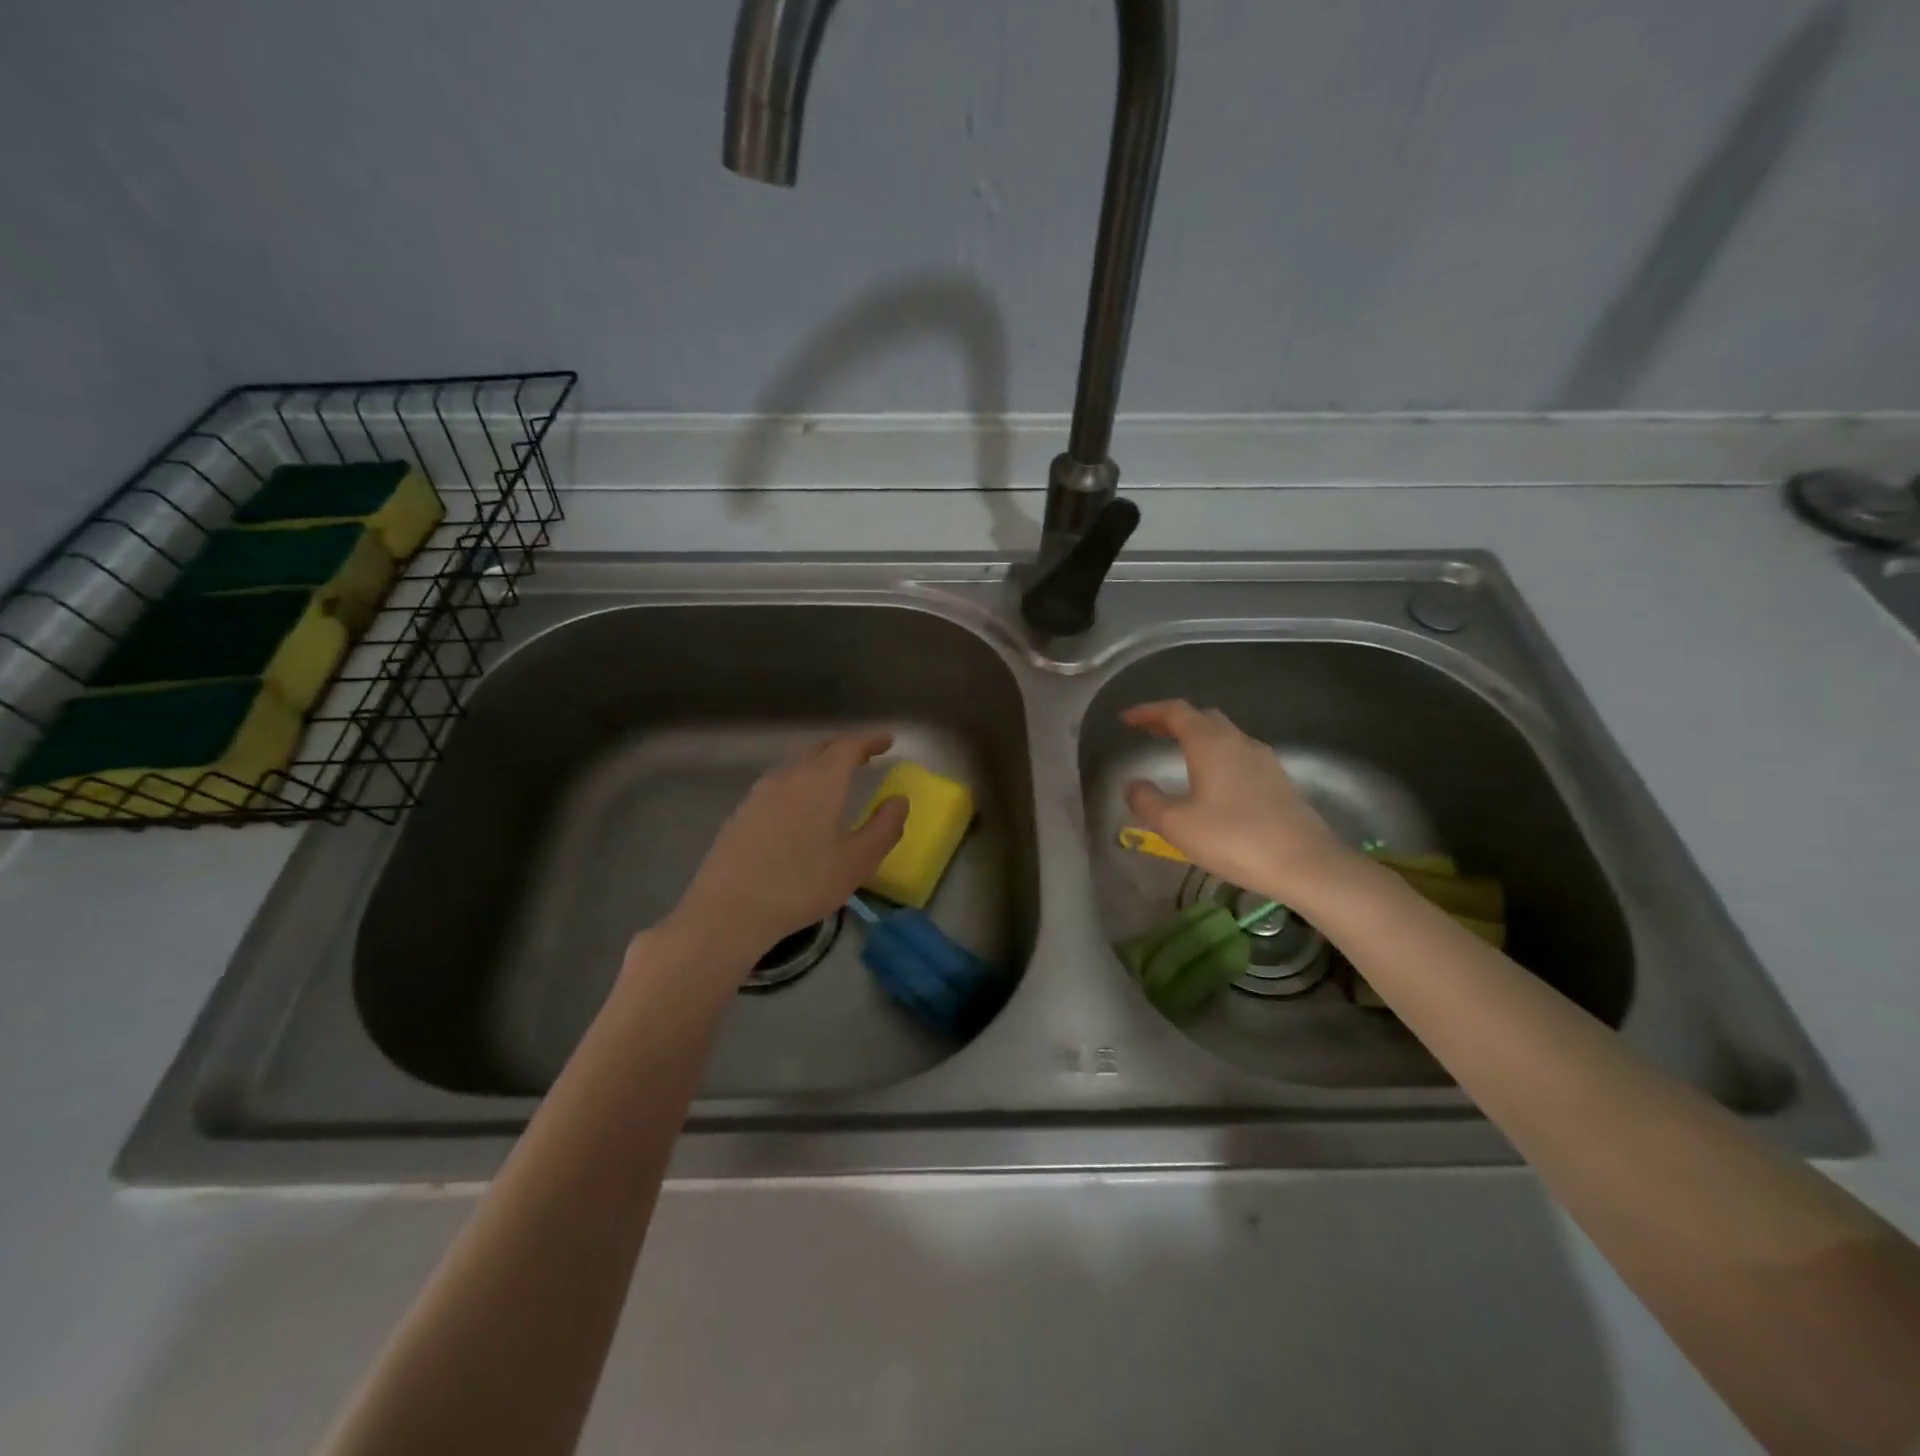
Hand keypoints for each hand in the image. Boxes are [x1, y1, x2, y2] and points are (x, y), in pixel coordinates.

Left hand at [666, 731, 908, 965]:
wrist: (728, 911)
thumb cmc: (802, 884)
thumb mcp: (857, 862)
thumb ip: (884, 827)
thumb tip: (899, 801)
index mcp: (820, 781)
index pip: (849, 747)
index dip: (870, 741)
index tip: (887, 740)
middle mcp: (788, 777)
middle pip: (819, 750)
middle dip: (844, 750)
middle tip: (864, 757)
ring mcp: (759, 794)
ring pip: (796, 769)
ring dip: (819, 768)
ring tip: (835, 784)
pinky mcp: (740, 814)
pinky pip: (778, 789)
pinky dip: (798, 788)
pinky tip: (800, 812)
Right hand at [1122, 700, 1356, 904]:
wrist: (1305, 863)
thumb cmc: (1234, 839)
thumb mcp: (1177, 825)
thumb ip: (1147, 801)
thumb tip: (1132, 784)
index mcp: (1210, 744)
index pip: (1175, 712)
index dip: (1148, 711)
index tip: (1126, 719)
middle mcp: (1238, 742)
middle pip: (1202, 717)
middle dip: (1172, 721)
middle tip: (1149, 733)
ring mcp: (1263, 760)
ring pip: (1224, 735)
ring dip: (1197, 737)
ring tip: (1177, 754)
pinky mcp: (1277, 780)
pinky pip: (1239, 754)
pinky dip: (1216, 755)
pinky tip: (1212, 780)